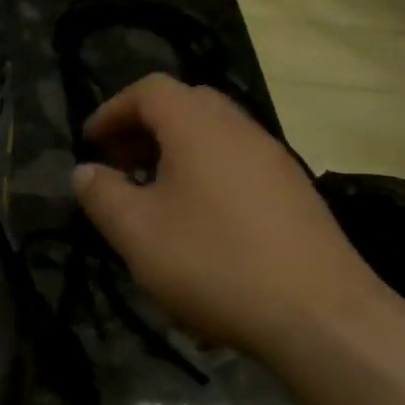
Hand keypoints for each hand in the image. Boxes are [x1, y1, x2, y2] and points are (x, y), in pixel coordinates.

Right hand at [71, 75, 390, 363]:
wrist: (319, 315)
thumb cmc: (213, 262)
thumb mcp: (136, 232)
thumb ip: (102, 194)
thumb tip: (85, 171)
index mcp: (199, 127)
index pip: (150, 90)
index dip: (112, 109)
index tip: (89, 143)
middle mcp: (241, 130)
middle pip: (187, 105)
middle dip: (144, 128)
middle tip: (119, 163)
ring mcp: (275, 161)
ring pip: (215, 136)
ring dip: (176, 153)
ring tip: (152, 195)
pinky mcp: (295, 194)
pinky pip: (238, 165)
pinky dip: (206, 175)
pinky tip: (197, 222)